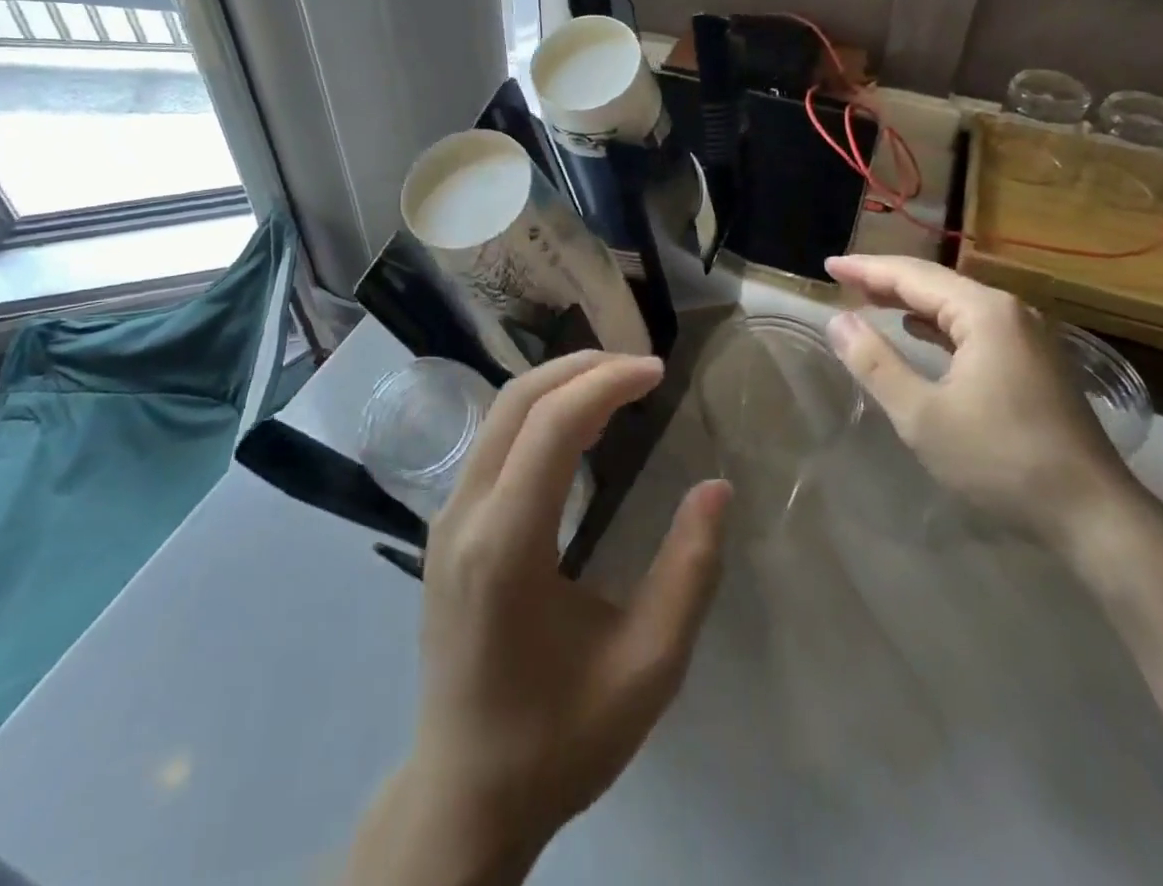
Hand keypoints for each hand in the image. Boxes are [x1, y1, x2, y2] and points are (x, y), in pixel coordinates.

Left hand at [406, 352, 730, 856]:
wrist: (465, 794)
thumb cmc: (560, 737)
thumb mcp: (648, 666)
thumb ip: (689, 571)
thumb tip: (716, 488)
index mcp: (506, 545)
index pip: (551, 424)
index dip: (607, 383)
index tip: (659, 372)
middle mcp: (464, 514)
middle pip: (517, 400)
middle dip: (582, 368)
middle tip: (642, 368)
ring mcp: (446, 517)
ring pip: (499, 413)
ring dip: (559, 385)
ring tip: (618, 386)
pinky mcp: (446, 528)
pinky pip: (493, 441)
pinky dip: (538, 413)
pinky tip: (577, 426)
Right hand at [822, 254, 1136, 547]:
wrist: (1093, 516)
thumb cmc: (1000, 460)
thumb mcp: (922, 415)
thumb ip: (875, 363)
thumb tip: (838, 321)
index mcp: (985, 313)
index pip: (913, 276)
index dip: (866, 269)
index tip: (828, 265)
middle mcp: (1011, 312)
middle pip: (937, 283)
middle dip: (887, 280)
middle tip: (843, 279)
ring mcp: (1028, 338)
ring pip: (957, 305)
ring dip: (912, 300)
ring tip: (871, 299)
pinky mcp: (1035, 364)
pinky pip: (975, 327)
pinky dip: (939, 324)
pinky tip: (920, 331)